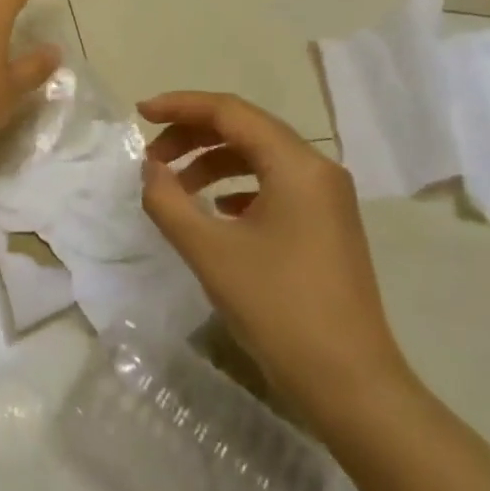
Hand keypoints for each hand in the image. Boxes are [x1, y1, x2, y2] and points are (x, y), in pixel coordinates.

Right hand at [138, 91, 413, 423]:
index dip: (180, 106)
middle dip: (192, 134)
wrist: (350, 384)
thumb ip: (168, 200)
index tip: (139, 113)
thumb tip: (151, 170)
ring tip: (175, 184)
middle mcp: (317, 170)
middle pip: (245, 128)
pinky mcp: (326, 224)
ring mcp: (327, 198)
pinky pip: (274, 184)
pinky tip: (216, 209)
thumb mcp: (209, 251)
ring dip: (212, 160)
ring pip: (259, 156)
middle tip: (151, 157)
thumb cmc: (277, 309)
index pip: (230, 111)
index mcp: (296, 165)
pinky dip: (236, 185)